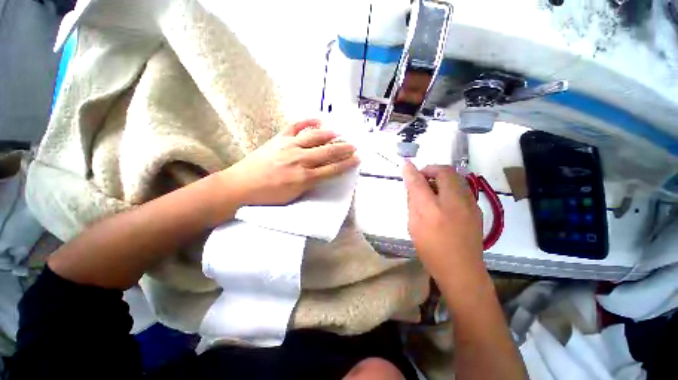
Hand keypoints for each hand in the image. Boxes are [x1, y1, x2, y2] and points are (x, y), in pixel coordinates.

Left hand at [223, 119, 359, 205]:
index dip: (347, 164)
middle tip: (354, 146)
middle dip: (344, 149)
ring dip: (330, 134)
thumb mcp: (293, 196)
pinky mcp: (279, 138)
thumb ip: (310, 184)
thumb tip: (322, 174)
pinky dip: (307, 121)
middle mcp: (300, 159)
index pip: (332, 169)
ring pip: (315, 137)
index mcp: (304, 177)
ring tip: (340, 133)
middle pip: (327, 152)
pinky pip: (295, 126)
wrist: (241, 185)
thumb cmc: (268, 196)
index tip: (357, 159)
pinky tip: (318, 119)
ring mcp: (289, 146)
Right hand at [402, 161, 483, 287]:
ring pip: (456, 178)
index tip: (405, 163)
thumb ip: (413, 202)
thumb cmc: (431, 250)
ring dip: (442, 176)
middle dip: (431, 169)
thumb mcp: (414, 226)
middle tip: (421, 177)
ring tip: (432, 187)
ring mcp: (469, 205)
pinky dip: (450, 186)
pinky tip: (444, 198)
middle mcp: (453, 203)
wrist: (461, 270)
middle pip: (444, 172)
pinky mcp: (477, 209)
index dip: (411, 171)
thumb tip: (411, 185)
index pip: (419, 182)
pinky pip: (462, 188)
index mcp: (432, 210)